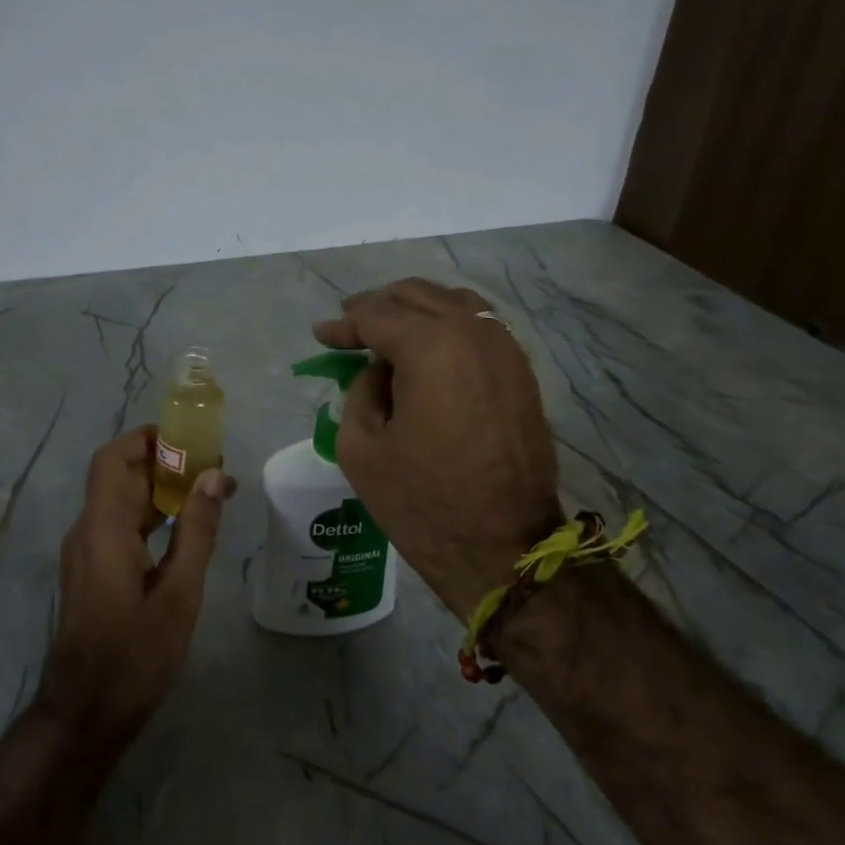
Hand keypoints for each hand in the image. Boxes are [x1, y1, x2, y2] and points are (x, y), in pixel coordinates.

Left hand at [40, 427, 237, 744]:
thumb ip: (196, 531)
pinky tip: (185, 527)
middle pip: (119, 476)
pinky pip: (120, 526)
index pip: (114, 459)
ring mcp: (86, 553)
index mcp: (103, 528)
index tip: (190, 437)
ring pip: (120, 501)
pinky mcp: (93, 572)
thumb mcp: (178, 593)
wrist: (86, 713)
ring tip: (208, 491)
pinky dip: (151, 516)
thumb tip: (213, 477)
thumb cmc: (134, 655)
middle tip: (212, 466)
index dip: (147, 439)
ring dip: (159, 489)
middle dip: (163, 462)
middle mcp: (88, 531)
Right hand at [315, 278, 561, 621]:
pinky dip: (448, 326)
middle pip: (418, 296)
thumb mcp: (360, 447)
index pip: (377, 315)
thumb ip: (359, 391)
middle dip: (379, 307)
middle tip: (350, 325)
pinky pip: (479, 328)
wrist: (503, 548)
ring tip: (387, 331)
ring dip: (416, 311)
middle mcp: (474, 334)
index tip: (322, 335)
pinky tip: (428, 348)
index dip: (344, 324)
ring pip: (454, 304)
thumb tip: (378, 371)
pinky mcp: (522, 373)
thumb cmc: (423, 502)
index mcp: (431, 347)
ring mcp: (506, 350)